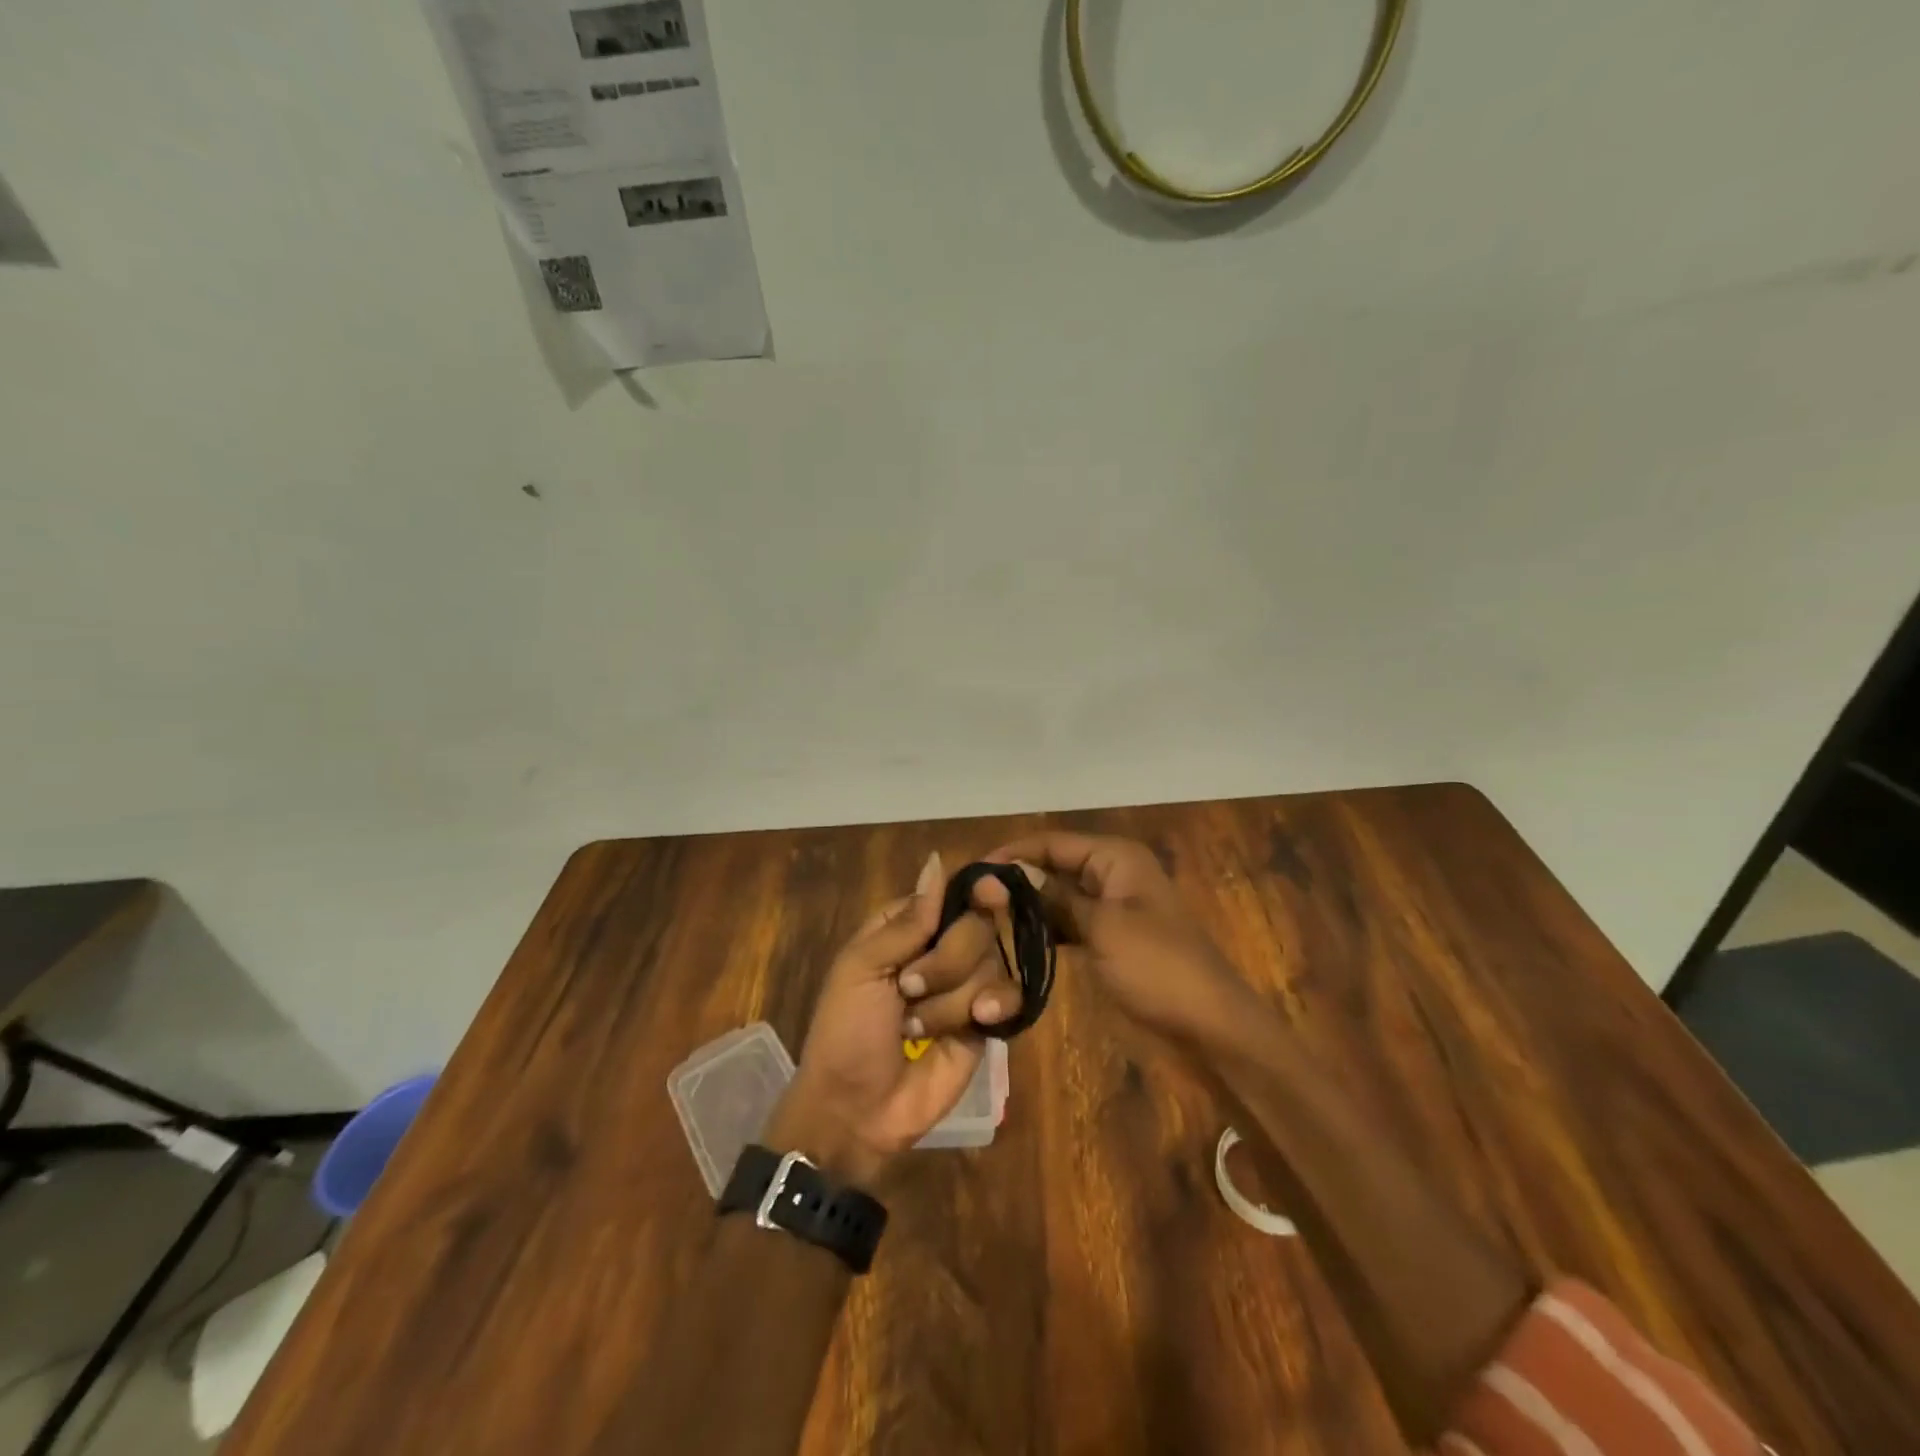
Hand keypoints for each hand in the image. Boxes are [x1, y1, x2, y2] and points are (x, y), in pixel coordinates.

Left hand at [766, 854, 1015, 1187]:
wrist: (856, 1110)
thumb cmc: (846, 1031)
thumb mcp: (862, 967)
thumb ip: (908, 920)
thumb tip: (937, 860)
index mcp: (907, 927)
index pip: (952, 892)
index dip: (973, 891)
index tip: (988, 893)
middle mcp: (942, 949)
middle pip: (978, 924)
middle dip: (946, 959)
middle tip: (909, 989)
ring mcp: (967, 986)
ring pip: (992, 962)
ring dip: (952, 997)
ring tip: (918, 1027)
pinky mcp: (987, 1023)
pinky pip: (1010, 997)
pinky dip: (995, 1006)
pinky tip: (980, 1021)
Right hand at [980, 832, 1266, 1045]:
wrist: (1209, 1028)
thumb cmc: (1158, 968)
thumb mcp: (1102, 927)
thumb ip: (1052, 898)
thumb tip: (1003, 875)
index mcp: (1115, 858)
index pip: (1050, 842)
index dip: (1010, 854)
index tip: (969, 874)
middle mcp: (1111, 873)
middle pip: (1052, 866)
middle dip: (1014, 880)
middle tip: (968, 902)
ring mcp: (1110, 908)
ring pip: (1057, 897)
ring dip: (1025, 906)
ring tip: (980, 920)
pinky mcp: (1108, 939)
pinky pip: (1067, 923)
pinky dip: (1043, 929)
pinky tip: (1012, 941)